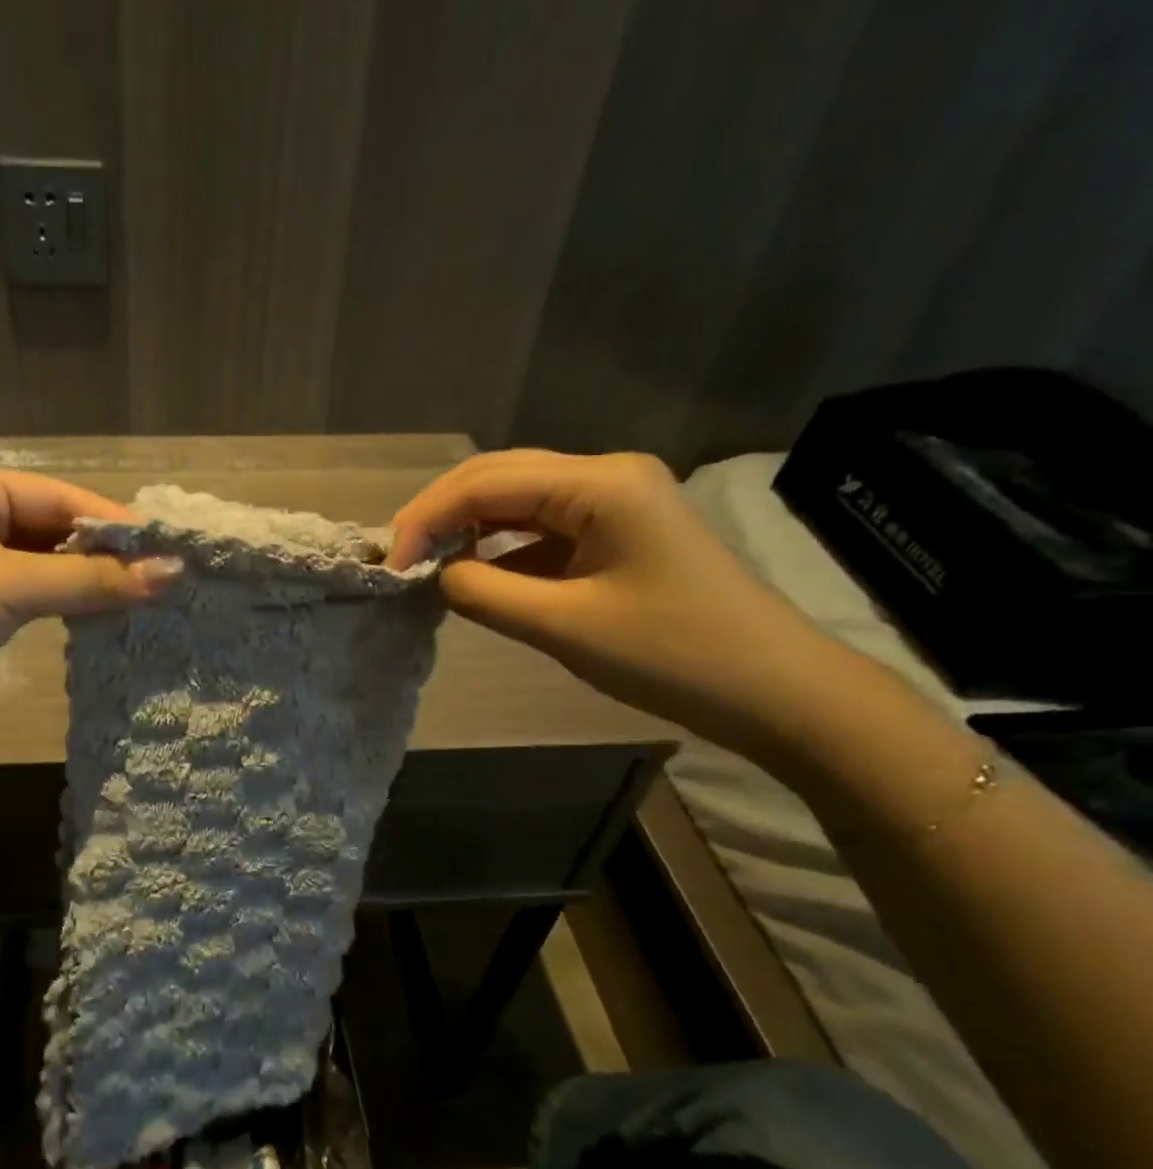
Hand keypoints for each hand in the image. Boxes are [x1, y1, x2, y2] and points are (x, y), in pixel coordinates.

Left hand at [0, 466, 178, 786]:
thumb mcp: (9, 586)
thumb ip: (92, 579)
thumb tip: (175, 571)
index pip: (57, 495)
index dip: (113, 522)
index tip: (170, 549)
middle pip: (49, 528)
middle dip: (102, 554)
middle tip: (163, 579)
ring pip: (39, 564)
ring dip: (85, 581)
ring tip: (143, 598)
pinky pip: (24, 595)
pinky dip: (61, 603)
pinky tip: (98, 616)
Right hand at [388, 451, 840, 753]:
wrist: (778, 692)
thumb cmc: (673, 655)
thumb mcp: (563, 625)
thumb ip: (483, 592)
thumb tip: (435, 574)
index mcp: (600, 483)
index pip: (486, 482)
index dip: (427, 517)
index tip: (390, 564)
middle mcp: (606, 475)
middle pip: (499, 477)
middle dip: (441, 514)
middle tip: (399, 558)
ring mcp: (616, 501)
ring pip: (517, 500)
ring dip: (468, 528)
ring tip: (426, 563)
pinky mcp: (618, 531)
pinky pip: (542, 528)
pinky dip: (500, 548)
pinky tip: (474, 574)